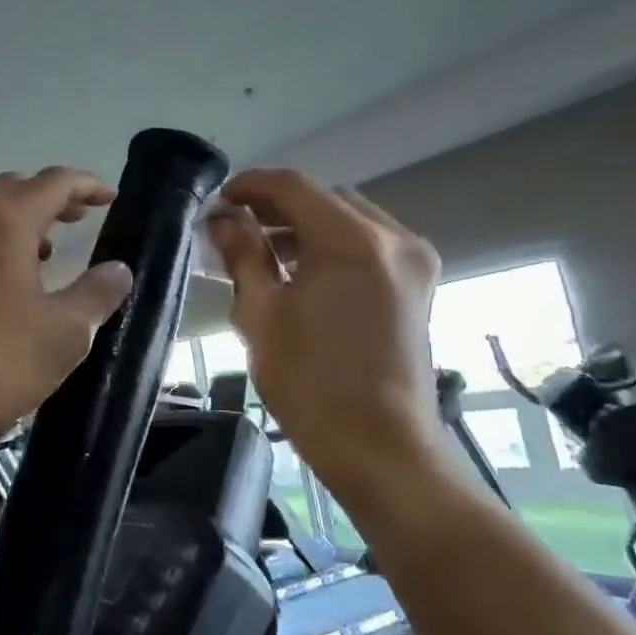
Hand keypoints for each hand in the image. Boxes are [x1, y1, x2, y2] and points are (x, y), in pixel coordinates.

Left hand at [0, 168, 134, 455]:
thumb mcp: (63, 334)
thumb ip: (97, 294)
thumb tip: (118, 270)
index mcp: (4, 221)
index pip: (54, 182)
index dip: (87, 185)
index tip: (110, 198)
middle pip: (15, 189)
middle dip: (51, 198)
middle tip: (80, 219)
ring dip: (19, 221)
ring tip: (46, 252)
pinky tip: (4, 282)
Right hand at [208, 170, 443, 499]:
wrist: (381, 448)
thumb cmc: (311, 383)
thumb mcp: (261, 315)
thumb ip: (243, 256)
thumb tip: (223, 221)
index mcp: (353, 241)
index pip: (294, 187)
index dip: (251, 186)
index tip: (218, 202)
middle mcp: (393, 239)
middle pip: (325, 198)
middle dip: (277, 206)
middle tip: (235, 230)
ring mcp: (413, 262)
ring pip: (349, 218)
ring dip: (305, 226)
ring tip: (264, 254)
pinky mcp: (417, 286)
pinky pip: (369, 244)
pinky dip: (332, 245)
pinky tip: (301, 274)